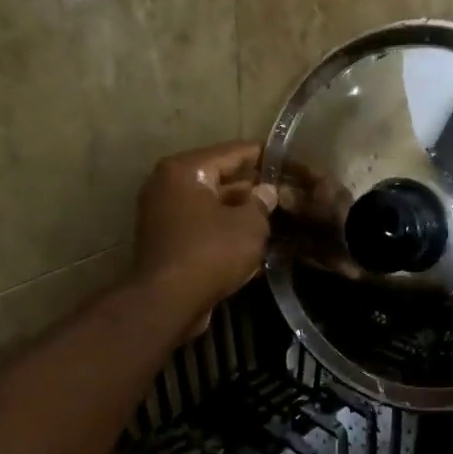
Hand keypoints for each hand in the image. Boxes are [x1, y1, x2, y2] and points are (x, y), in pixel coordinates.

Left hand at [131, 141, 277, 337]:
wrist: (168, 301)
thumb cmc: (210, 253)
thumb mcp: (250, 225)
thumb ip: (262, 203)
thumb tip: (267, 192)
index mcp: (185, 170)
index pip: (233, 152)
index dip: (265, 155)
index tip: (289, 159)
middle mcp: (168, 185)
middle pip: (220, 178)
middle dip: (253, 187)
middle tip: (286, 192)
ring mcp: (164, 215)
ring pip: (212, 206)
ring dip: (241, 212)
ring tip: (276, 217)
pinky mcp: (167, 242)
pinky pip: (203, 228)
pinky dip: (226, 232)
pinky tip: (254, 242)